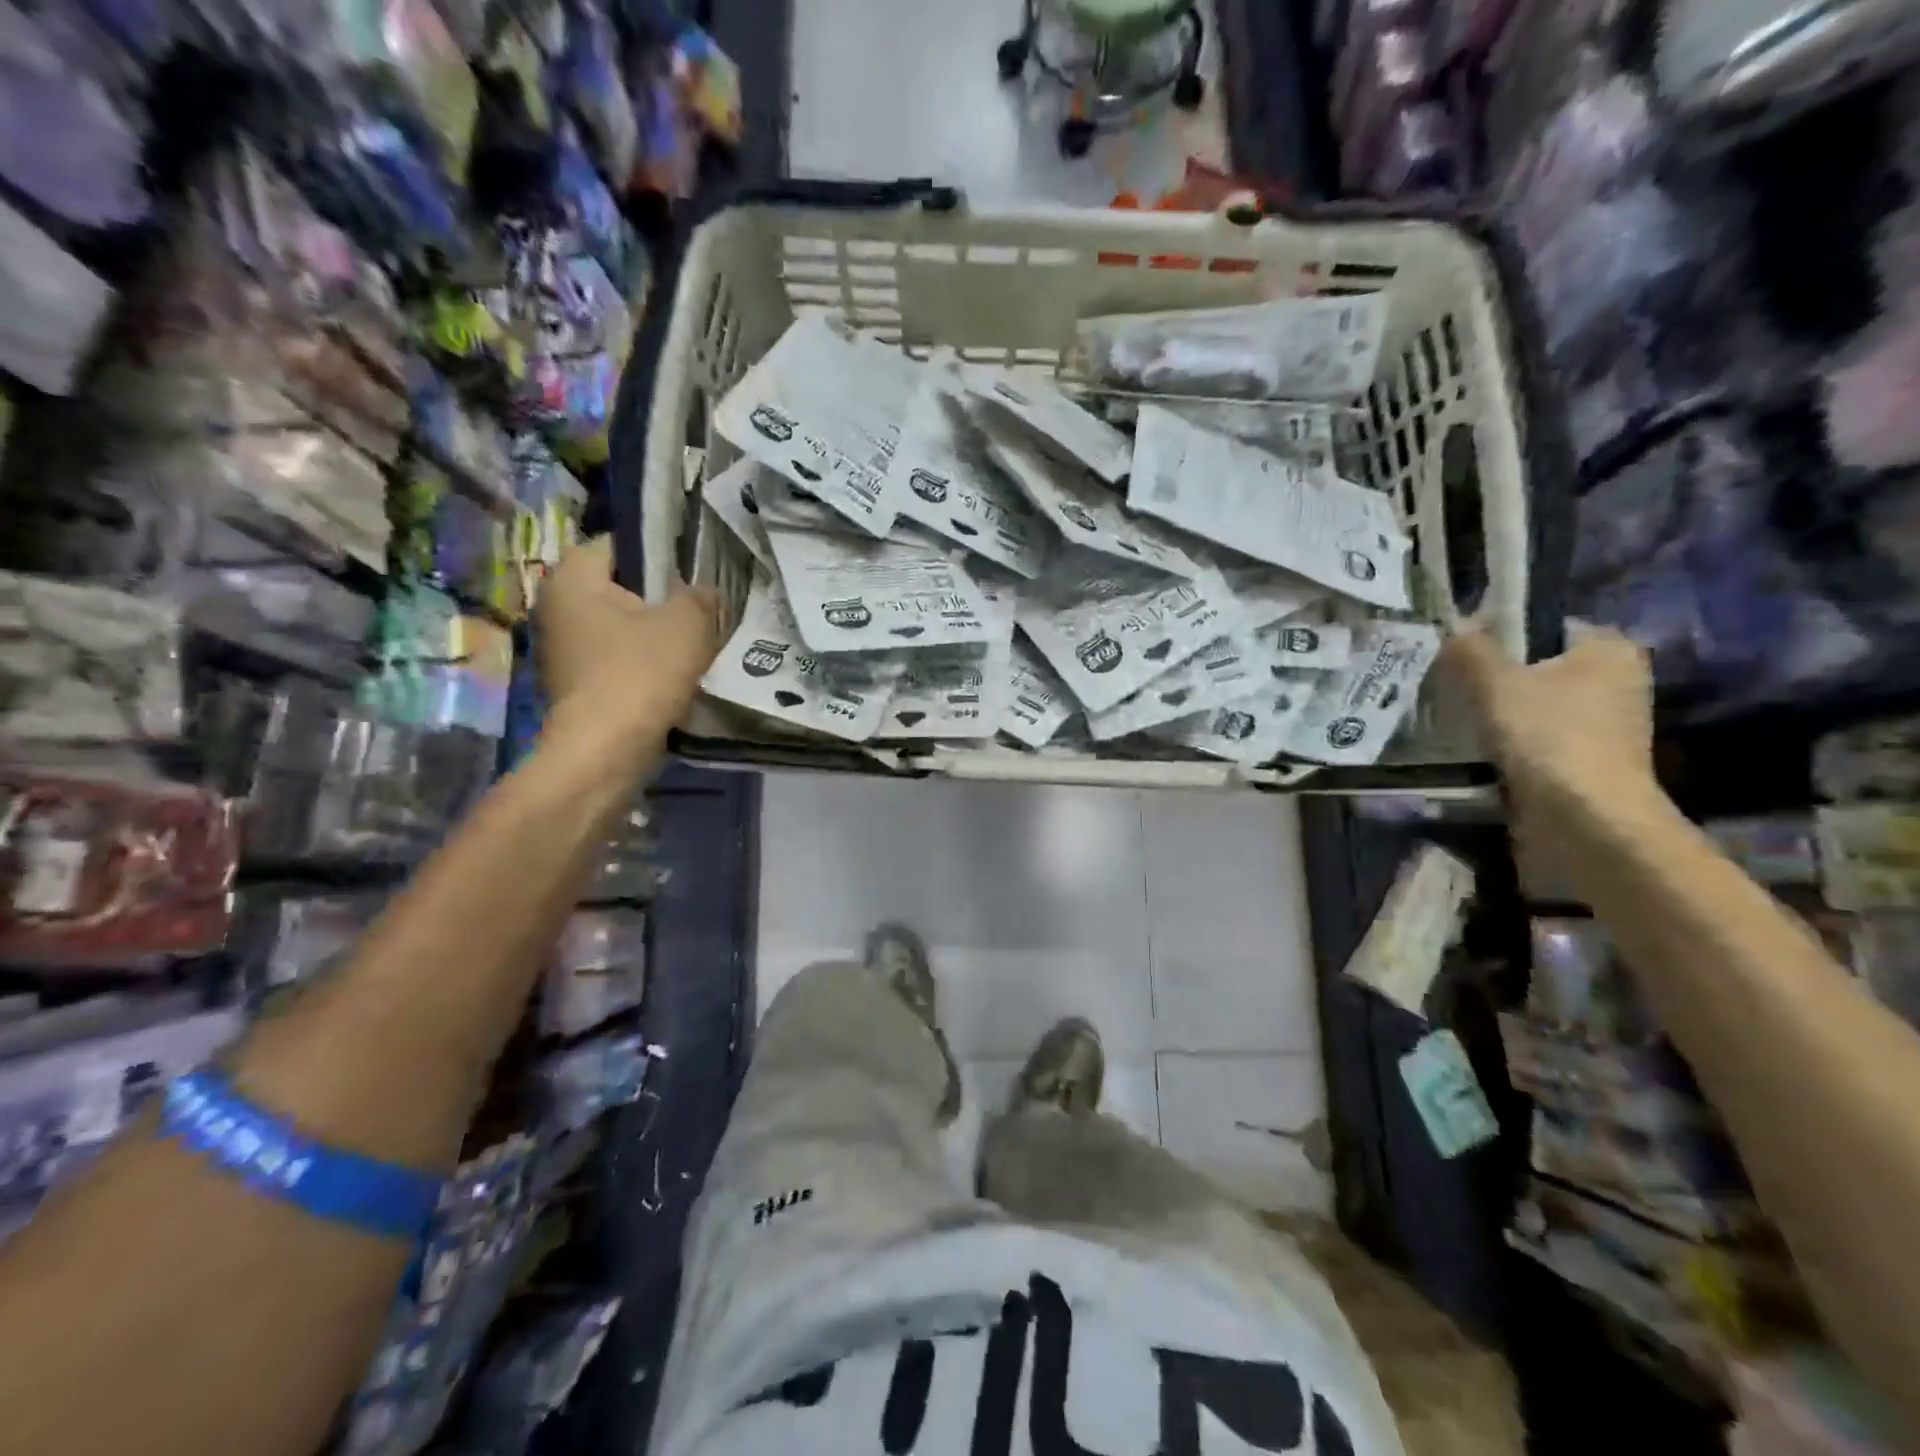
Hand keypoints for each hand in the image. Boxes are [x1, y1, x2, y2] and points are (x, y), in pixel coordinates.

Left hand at [536, 537, 720, 747]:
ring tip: (693, 643)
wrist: (605, 752)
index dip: (659, 553)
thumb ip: (700, 596)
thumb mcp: (687, 624)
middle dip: (659, 597)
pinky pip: (616, 658)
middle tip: (699, 608)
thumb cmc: (640, 674)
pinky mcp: (575, 683)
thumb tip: (703, 590)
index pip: (618, 544)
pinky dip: (642, 662)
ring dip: (653, 633)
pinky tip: (673, 675)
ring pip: (620, 626)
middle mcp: (556, 606)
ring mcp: (562, 649)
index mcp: (572, 579)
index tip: (692, 572)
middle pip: (620, 587)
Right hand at [1442, 624, 1656, 815]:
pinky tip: (1482, 749)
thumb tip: (1453, 624)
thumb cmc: (1547, 735)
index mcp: (1608, 649)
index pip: (1546, 626)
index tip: (1462, 653)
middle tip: (1454, 686)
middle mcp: (1619, 680)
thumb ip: (1471, 650)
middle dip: (1500, 677)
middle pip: (1541, 667)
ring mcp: (1610, 724)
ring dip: (1504, 712)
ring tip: (1461, 718)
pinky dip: (1515, 741)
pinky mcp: (1593, 760)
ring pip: (1540, 705)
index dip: (1501, 634)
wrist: (1584, 817)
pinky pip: (1543, 737)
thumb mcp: (1495, 683)